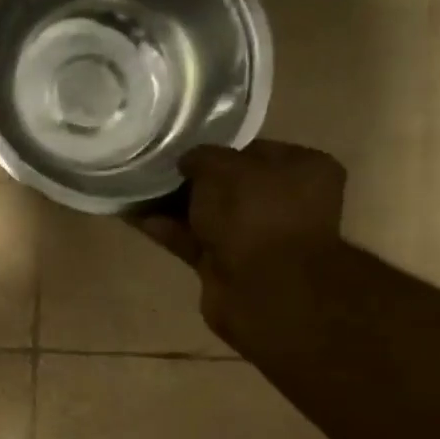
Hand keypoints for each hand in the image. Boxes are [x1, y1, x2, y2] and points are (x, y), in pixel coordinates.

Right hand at [132, 140, 346, 330]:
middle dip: (191, 180)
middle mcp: (285, 203)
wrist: (263, 289)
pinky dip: (169, 230)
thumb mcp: (224, 168)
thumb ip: (202, 157)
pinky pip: (193, 241)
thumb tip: (187, 161)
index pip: (253, 150)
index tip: (182, 149)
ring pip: (208, 215)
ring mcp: (256, 237)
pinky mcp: (229, 265)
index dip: (216, 149)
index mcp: (303, 170)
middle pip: (228, 185)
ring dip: (173, 206)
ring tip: (136, 191)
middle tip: (154, 169)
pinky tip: (136, 218)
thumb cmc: (255, 213)